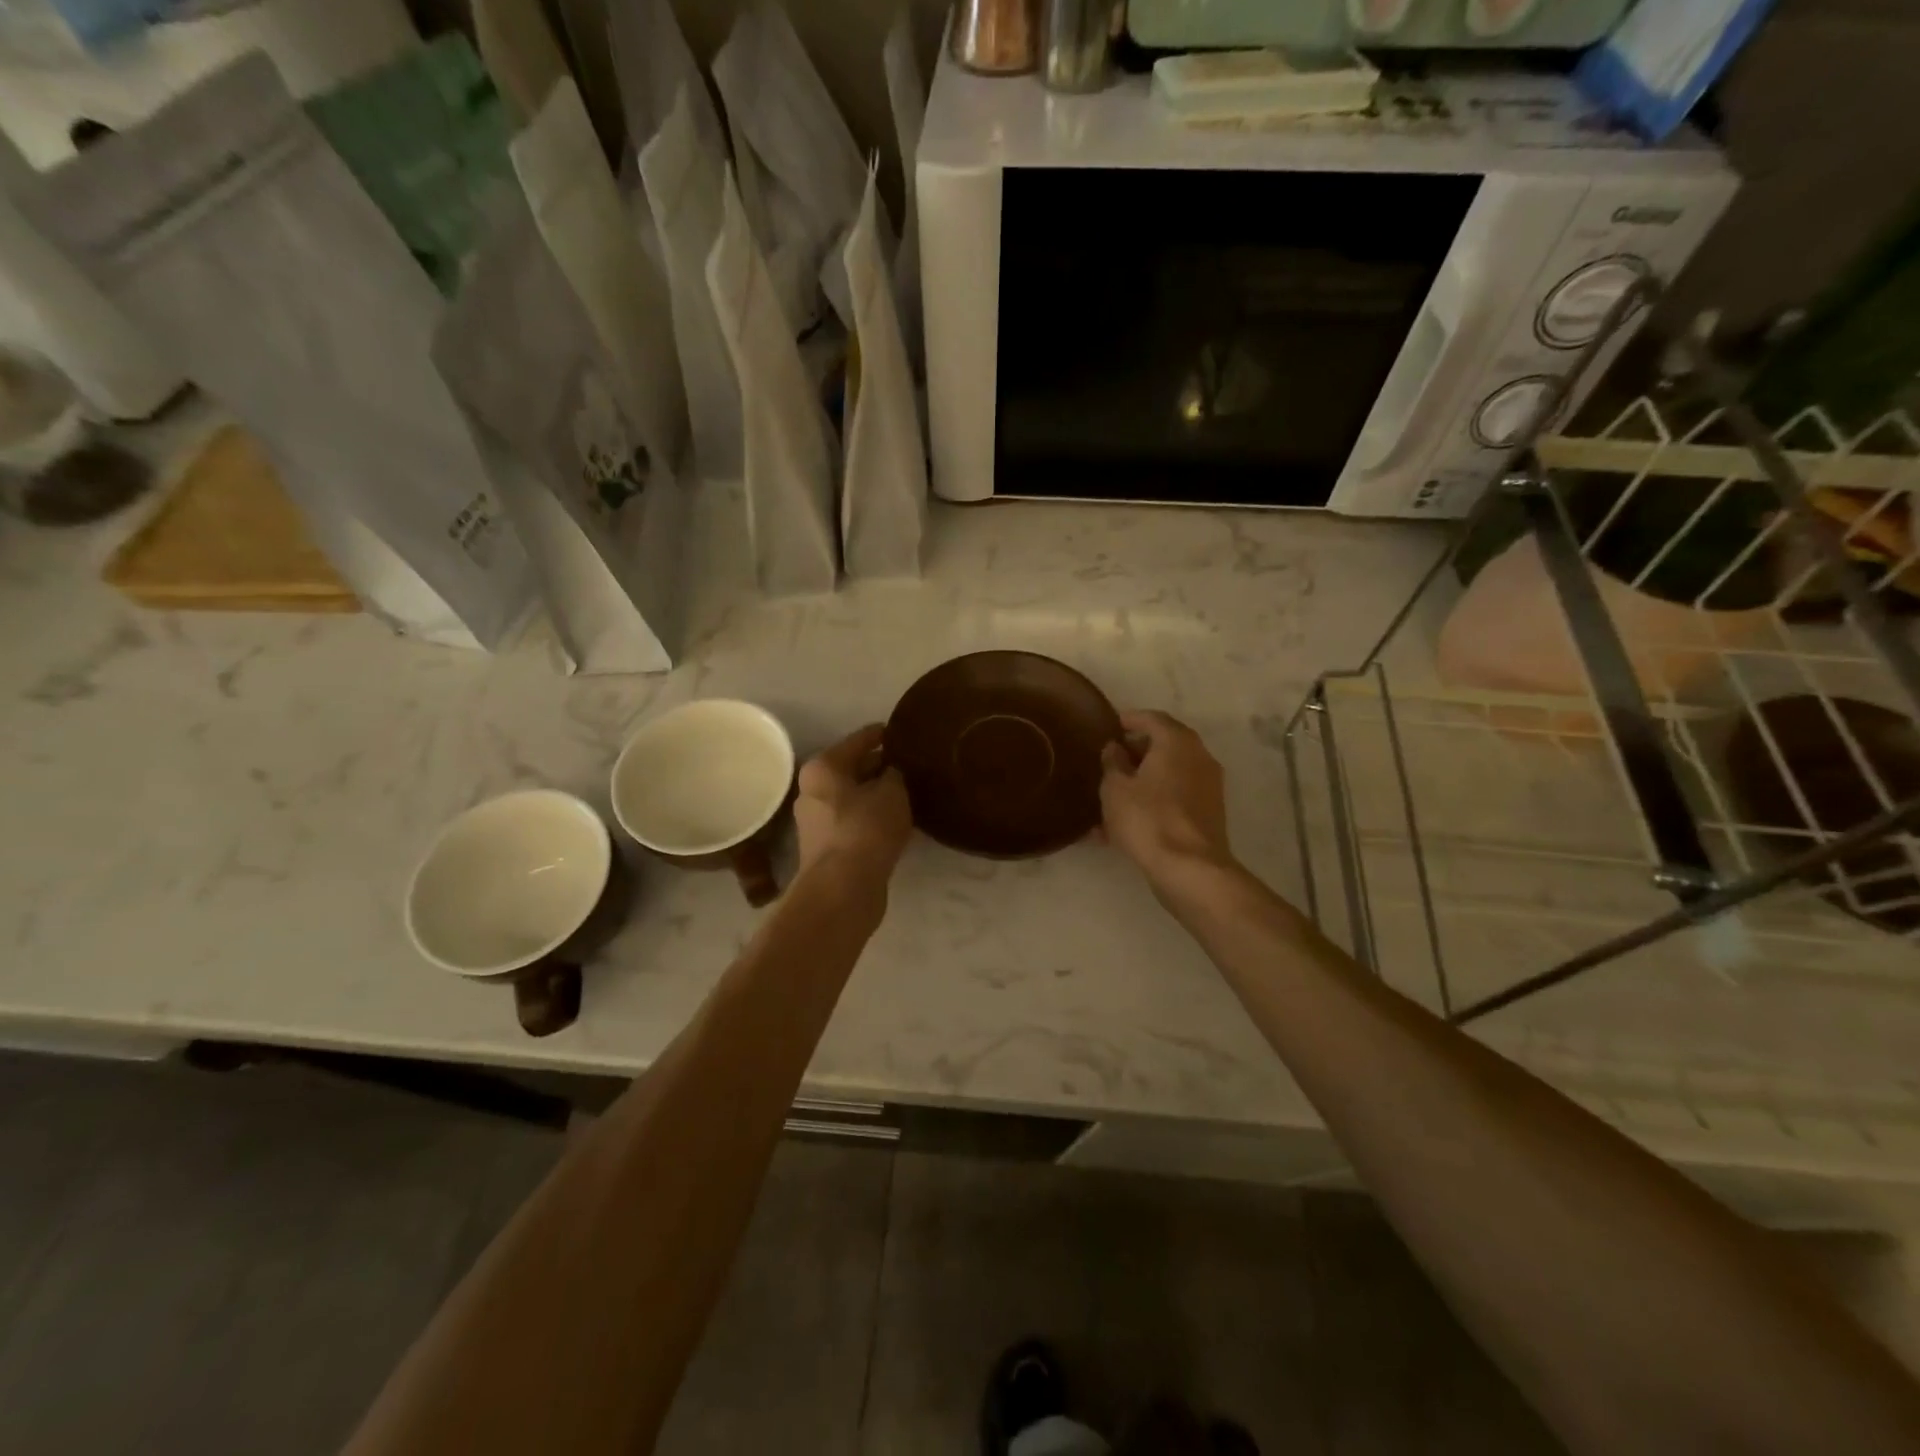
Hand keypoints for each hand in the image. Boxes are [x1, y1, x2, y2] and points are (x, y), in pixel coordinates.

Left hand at [795, 724, 912, 886]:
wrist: (842, 889)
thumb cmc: (865, 829)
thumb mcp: (892, 792)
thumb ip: (896, 774)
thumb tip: (894, 772)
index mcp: (823, 767)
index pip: (859, 740)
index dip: (882, 734)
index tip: (902, 731)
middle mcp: (812, 790)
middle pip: (852, 769)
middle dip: (880, 766)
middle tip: (911, 764)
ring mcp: (817, 821)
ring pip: (854, 797)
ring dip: (877, 795)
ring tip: (909, 792)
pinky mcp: (827, 848)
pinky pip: (855, 821)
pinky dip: (873, 817)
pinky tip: (896, 821)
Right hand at [1099, 710, 1233, 882]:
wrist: (1189, 869)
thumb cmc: (1147, 819)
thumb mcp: (1115, 788)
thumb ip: (1112, 762)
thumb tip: (1115, 748)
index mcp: (1177, 742)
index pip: (1152, 718)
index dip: (1129, 719)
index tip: (1109, 724)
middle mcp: (1198, 757)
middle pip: (1163, 745)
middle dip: (1135, 752)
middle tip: (1108, 760)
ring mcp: (1207, 786)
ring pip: (1167, 775)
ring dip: (1141, 781)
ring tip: (1110, 796)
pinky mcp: (1207, 814)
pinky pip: (1173, 799)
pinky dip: (1151, 802)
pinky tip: (1122, 825)